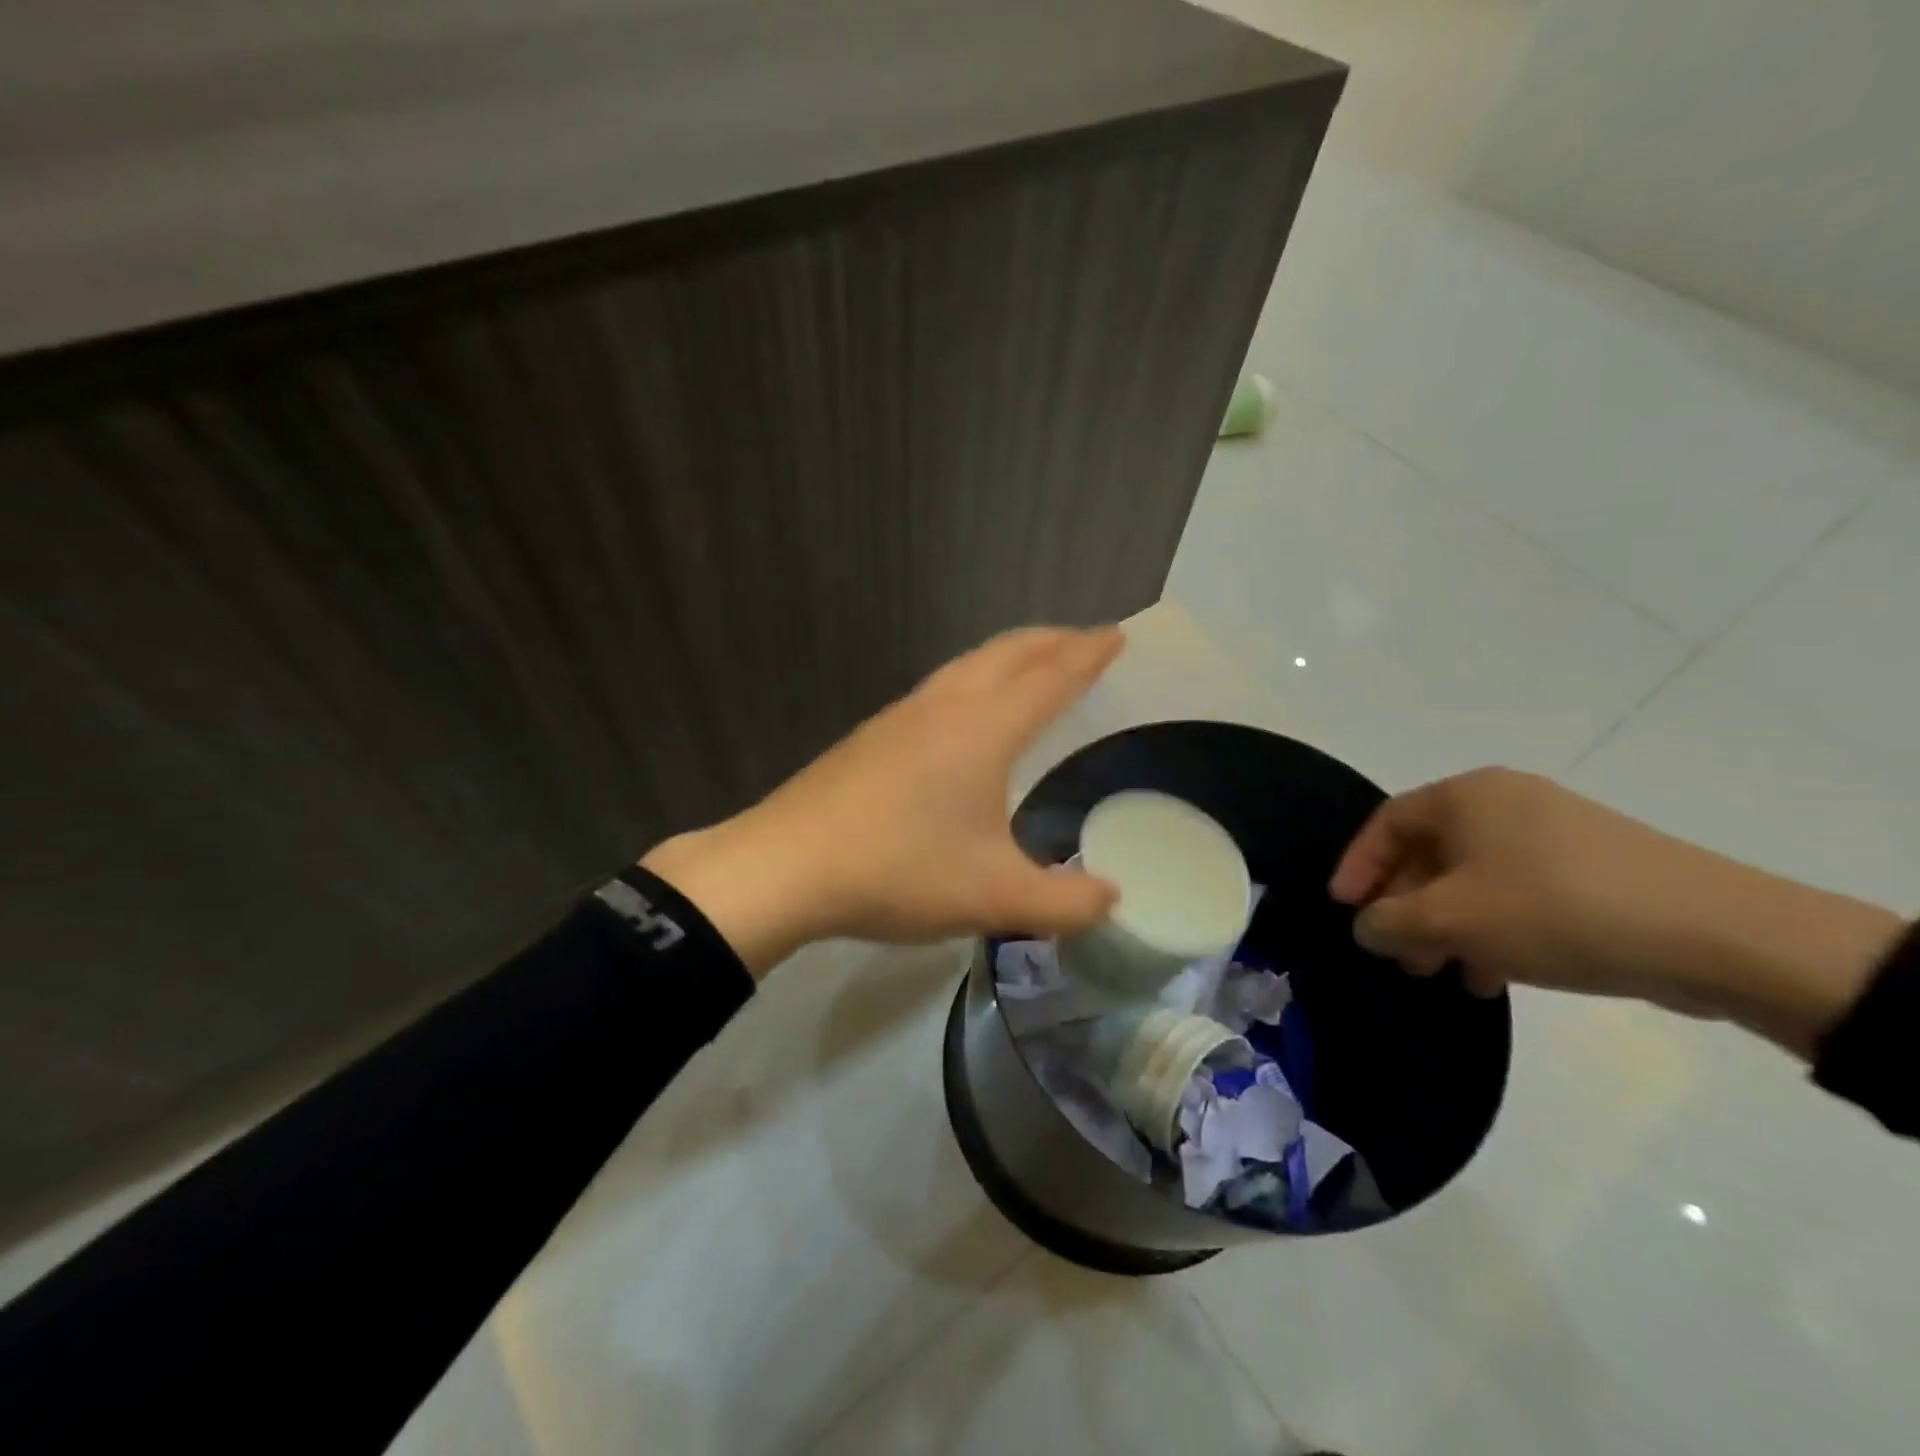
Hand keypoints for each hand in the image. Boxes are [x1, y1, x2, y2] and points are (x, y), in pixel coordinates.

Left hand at [643, 626, 1123, 975]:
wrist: (786, 866)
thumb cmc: (899, 872)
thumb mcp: (995, 898)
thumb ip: (1064, 903)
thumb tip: (1112, 899)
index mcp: (984, 729)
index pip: (1050, 677)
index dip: (1087, 655)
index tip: (1115, 635)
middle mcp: (944, 706)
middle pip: (1007, 653)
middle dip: (1051, 641)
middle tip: (1083, 640)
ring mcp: (900, 716)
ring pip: (966, 665)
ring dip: (1008, 656)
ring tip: (1031, 665)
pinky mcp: (870, 735)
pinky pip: (938, 688)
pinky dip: (972, 679)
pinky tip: (963, 712)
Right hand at [1329, 767, 1901, 1057]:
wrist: (1718, 935)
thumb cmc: (1554, 910)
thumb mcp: (1451, 920)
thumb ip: (1389, 922)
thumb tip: (1367, 925)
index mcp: (1466, 796)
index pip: (1387, 823)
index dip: (1358, 867)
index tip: (1345, 910)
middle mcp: (1506, 802)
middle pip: (1430, 852)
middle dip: (1406, 906)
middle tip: (1399, 955)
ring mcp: (1556, 832)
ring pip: (1474, 878)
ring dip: (1449, 925)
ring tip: (1446, 973)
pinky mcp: (1595, 867)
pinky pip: (1519, 891)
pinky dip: (1495, 928)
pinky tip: (1497, 973)